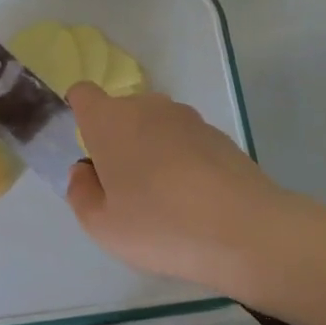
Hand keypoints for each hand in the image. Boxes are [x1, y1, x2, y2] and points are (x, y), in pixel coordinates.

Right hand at [65, 83, 295, 296]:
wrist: (245, 230)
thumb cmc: (160, 224)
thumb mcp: (102, 225)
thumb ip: (81, 193)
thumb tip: (84, 171)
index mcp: (110, 120)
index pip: (84, 95)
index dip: (80, 114)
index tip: (89, 150)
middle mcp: (148, 107)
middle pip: (121, 113)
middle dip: (117, 141)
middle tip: (124, 189)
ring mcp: (188, 118)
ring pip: (155, 127)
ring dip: (151, 151)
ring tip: (163, 199)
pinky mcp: (219, 135)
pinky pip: (185, 142)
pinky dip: (182, 161)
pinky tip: (194, 200)